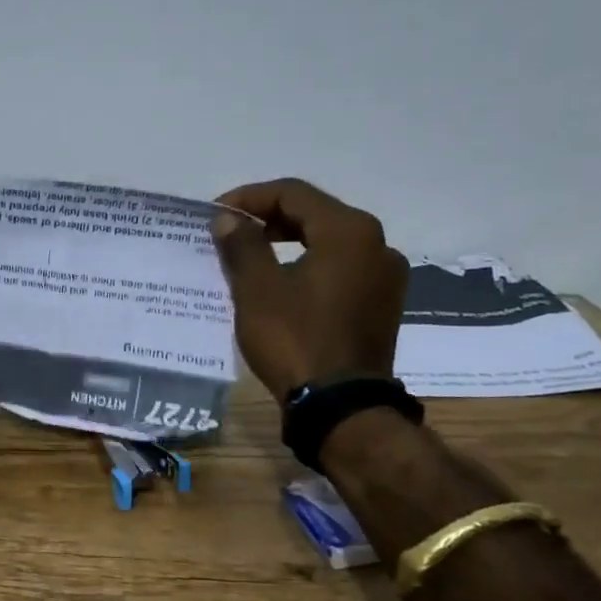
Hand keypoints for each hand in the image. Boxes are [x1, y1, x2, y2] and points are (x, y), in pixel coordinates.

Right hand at [210, 178, 407, 400]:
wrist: (340, 407)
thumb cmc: (295, 338)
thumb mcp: (257, 288)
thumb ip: (241, 244)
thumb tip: (228, 219)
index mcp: (349, 231)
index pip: (293, 193)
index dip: (249, 198)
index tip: (216, 215)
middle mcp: (376, 244)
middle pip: (314, 213)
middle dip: (268, 217)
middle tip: (229, 232)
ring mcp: (384, 276)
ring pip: (328, 241)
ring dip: (287, 240)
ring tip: (249, 255)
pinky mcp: (381, 304)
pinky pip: (340, 267)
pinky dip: (307, 263)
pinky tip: (280, 281)